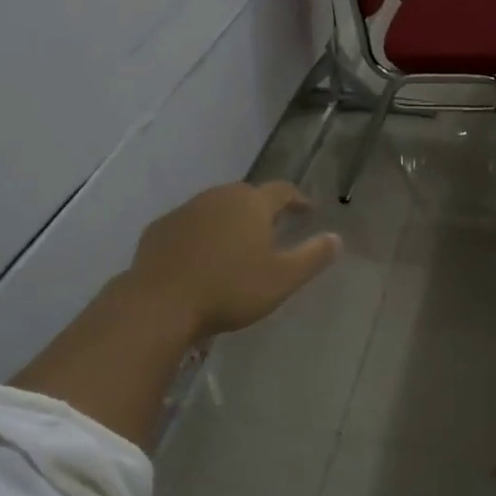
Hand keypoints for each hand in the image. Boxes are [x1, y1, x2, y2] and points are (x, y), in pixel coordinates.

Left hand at [126, 181, 341, 340]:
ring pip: (215, 209)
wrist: (160, 303)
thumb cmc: (230, 289)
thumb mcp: (282, 279)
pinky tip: (201, 258)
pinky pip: (189, 226)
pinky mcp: (159, 229)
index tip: (307, 211)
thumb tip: (336, 238)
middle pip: (246, 196)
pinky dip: (201, 235)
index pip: (282, 191)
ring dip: (230, 222)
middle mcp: (218, 196)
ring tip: (237, 245)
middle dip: (262, 210)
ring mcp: (185, 210)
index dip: (297, 199)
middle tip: (272, 230)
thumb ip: (313, 256)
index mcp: (251, 203)